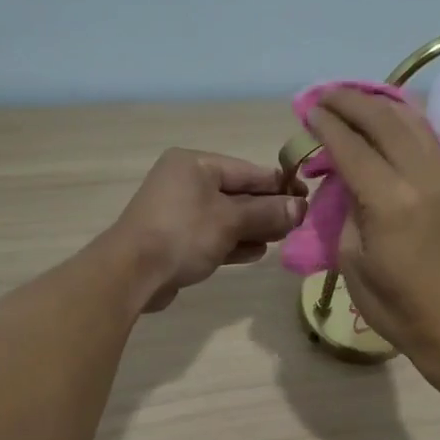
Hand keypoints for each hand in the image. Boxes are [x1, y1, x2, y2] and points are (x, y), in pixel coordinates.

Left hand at [107, 148, 305, 312]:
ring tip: (283, 239)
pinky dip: (234, 242)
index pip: (248, 171)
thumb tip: (301, 207)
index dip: (280, 185)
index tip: (307, 197)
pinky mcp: (176, 240)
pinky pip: (213, 236)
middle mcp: (186, 182)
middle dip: (268, 209)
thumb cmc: (183, 234)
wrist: (132, 274)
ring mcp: (179, 212)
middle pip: (238, 193)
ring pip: (227, 217)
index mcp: (195, 165)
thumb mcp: (231, 220)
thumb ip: (268, 213)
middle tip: (298, 223)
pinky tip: (257, 253)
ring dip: (254, 228)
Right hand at [304, 89, 439, 362]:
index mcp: (389, 202)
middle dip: (351, 102)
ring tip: (355, 97)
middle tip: (325, 94)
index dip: (327, 125)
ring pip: (413, 123)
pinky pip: (430, 139)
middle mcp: (420, 179)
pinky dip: (407, 120)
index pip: (352, 147)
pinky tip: (391, 118)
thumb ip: (348, 213)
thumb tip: (348, 184)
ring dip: (381, 104)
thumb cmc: (398, 308)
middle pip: (384, 122)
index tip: (308, 109)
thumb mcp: (354, 263)